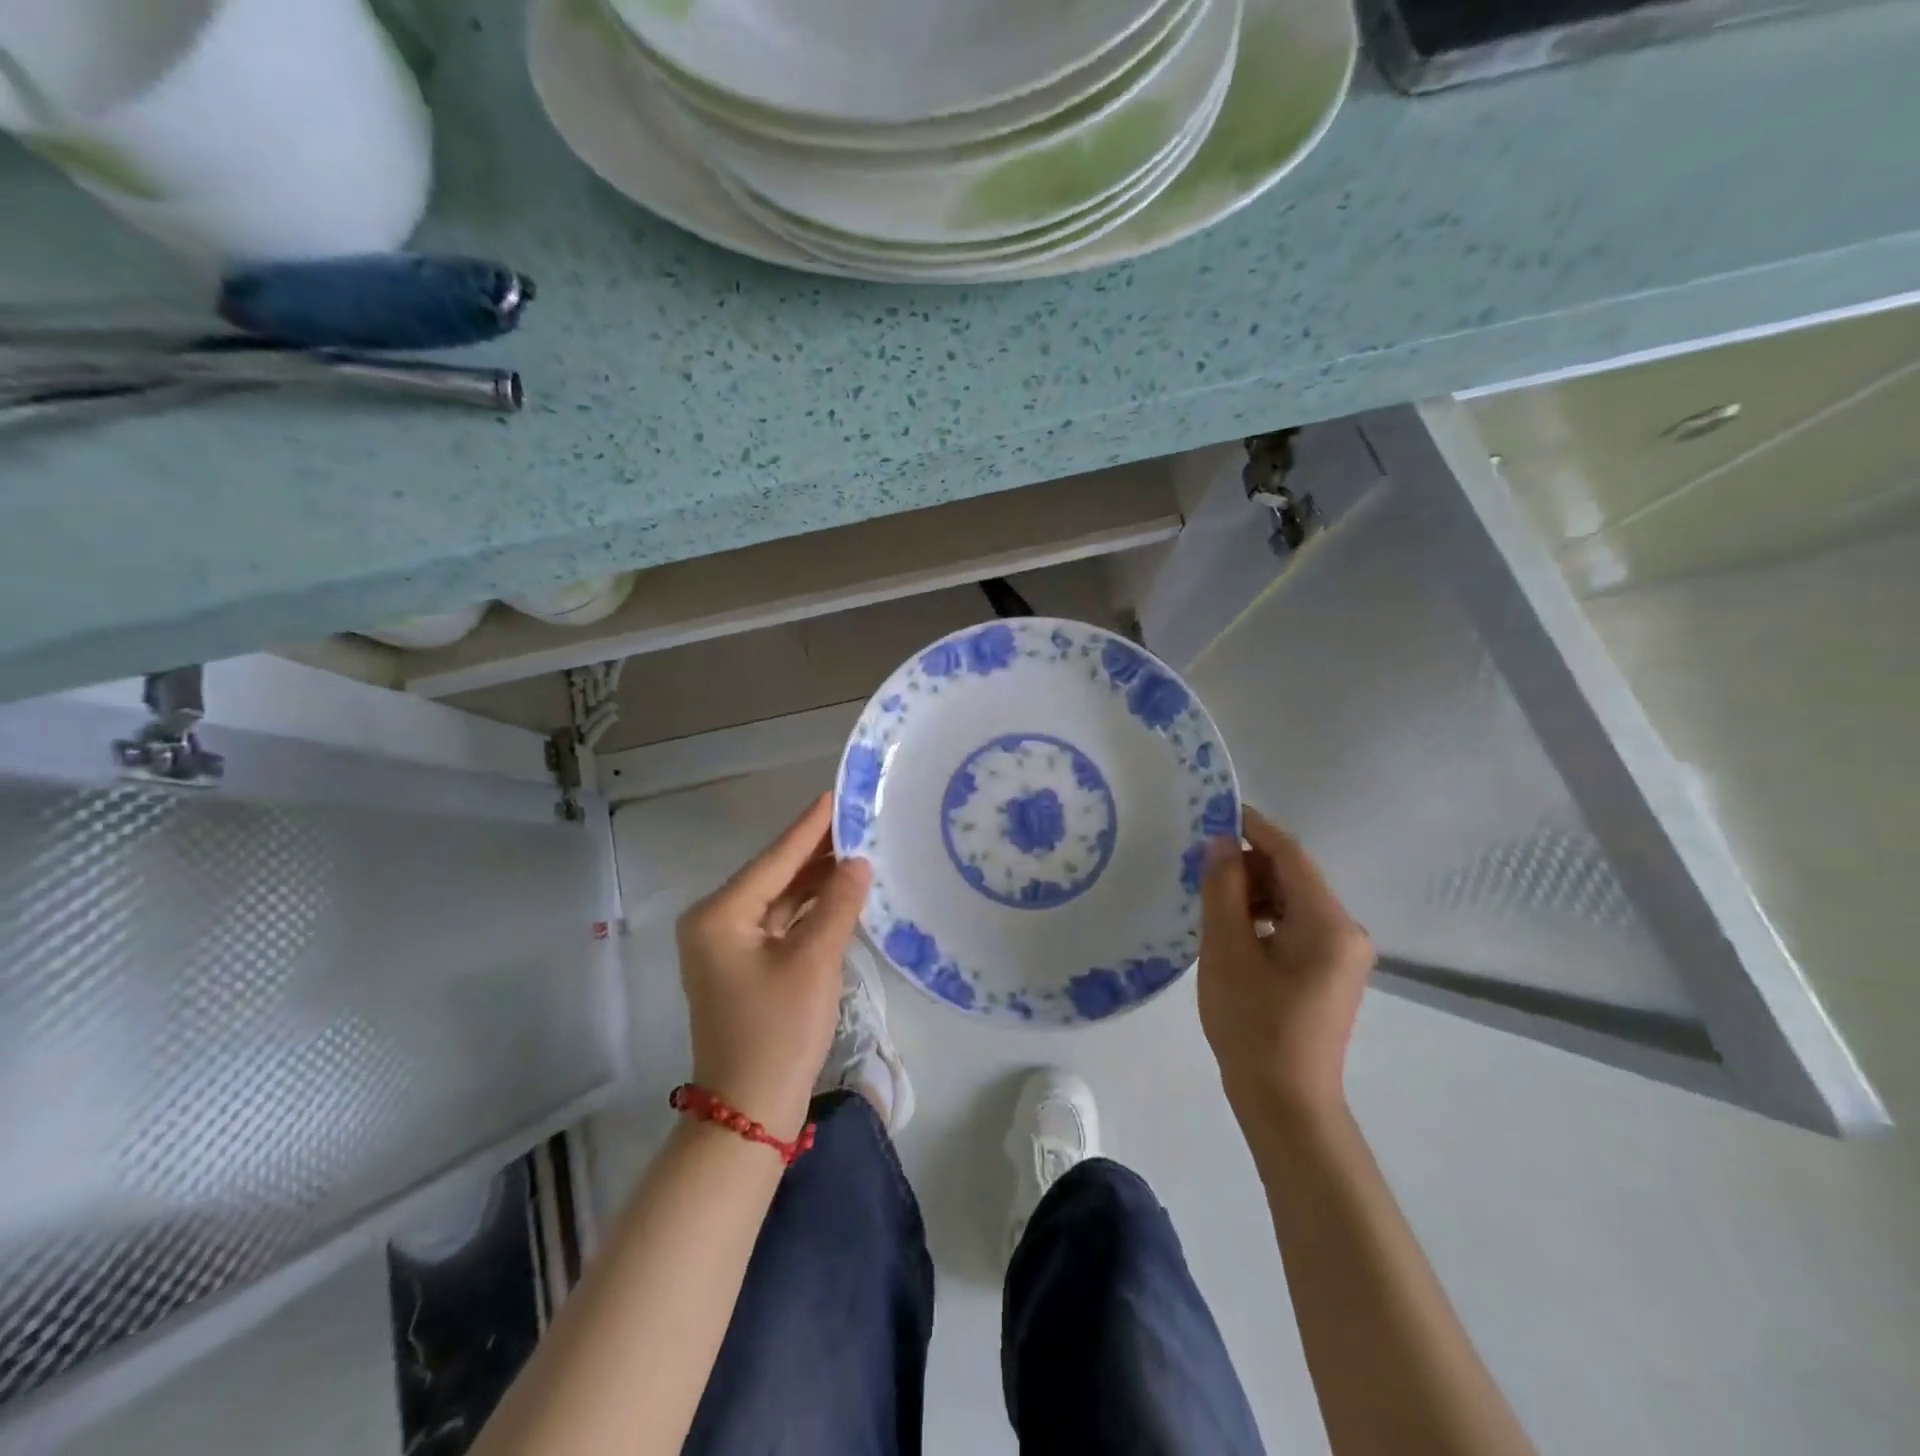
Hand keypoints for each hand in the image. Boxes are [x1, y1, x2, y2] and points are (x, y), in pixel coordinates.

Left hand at [675, 794, 871, 1139]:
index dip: (809, 826)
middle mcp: (715, 922)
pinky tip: (840, 892)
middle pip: (773, 875)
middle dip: (815, 851)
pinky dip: (809, 909)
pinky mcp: (744, 967)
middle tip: (856, 819)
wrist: (750, 1113)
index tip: (836, 793)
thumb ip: (837, 905)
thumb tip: (859, 862)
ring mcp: (727, 947)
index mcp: (720, 915)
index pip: (774, 859)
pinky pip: (780, 924)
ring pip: (778, 900)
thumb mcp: (813, 962)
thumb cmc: (778, 1031)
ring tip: (857, 849)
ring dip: (815, 880)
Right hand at [1197, 807, 1374, 1123]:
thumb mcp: (1227, 951)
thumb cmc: (1253, 1025)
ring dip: (1254, 892)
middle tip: (1201, 865)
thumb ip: (1224, 890)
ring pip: (1293, 902)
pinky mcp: (1330, 973)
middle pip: (1294, 877)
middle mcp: (1346, 931)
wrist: (1286, 1104)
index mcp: (1329, 922)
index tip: (1217, 810)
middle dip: (1250, 864)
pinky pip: (1295, 926)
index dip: (1255, 828)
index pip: (1291, 855)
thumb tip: (1222, 844)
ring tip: (1210, 899)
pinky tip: (1232, 929)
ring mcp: (1342, 954)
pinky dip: (1264, 918)